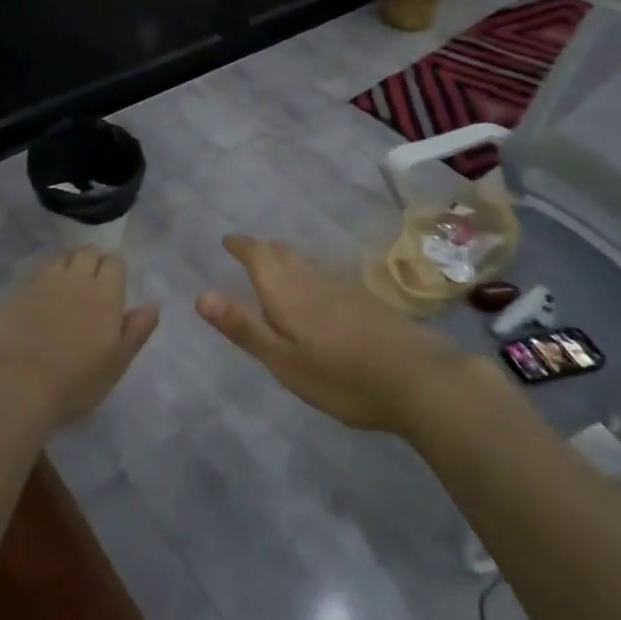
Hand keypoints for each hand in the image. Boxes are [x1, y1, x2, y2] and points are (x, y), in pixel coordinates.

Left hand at [0, 248, 158, 432]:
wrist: (15, 387)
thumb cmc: (75, 383)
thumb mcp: (117, 364)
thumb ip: (137, 330)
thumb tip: (154, 304)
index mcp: (105, 293)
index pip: (114, 261)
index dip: (114, 270)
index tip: (112, 288)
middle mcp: (75, 278)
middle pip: (87, 252)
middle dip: (91, 261)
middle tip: (90, 286)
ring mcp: (43, 281)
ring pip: (60, 258)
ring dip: (66, 266)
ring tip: (64, 289)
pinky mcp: (16, 290)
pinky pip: (35, 273)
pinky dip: (42, 279)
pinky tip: (38, 299)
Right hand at [198, 234, 467, 431]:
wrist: (419, 378)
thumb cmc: (341, 377)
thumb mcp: (283, 360)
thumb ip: (244, 327)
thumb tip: (201, 295)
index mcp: (287, 291)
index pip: (258, 254)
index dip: (241, 245)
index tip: (227, 240)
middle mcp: (313, 279)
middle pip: (283, 252)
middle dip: (262, 249)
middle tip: (248, 253)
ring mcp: (343, 287)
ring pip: (306, 262)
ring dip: (286, 259)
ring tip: (276, 268)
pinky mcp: (366, 300)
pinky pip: (325, 275)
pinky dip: (309, 274)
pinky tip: (317, 293)